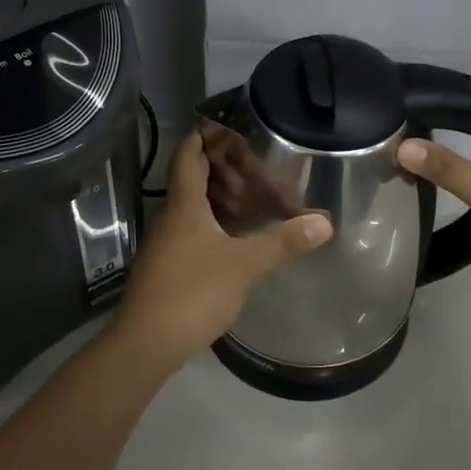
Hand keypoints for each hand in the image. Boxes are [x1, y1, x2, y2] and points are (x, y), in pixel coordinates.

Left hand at [115, 131, 331, 366]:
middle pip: (190, 178)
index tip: (226, 125)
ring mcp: (165, 242)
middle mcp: (170, 216)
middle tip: (253, 165)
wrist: (145, 343)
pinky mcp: (166, 265)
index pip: (188, 155)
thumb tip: (324, 222)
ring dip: (217, 197)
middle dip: (219, 167)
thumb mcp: (243, 266)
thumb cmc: (192, 293)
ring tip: (251, 196)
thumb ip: (283, 242)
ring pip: (191, 206)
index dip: (203, 137)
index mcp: (184, 205)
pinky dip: (212, 222)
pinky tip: (234, 235)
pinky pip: (191, 229)